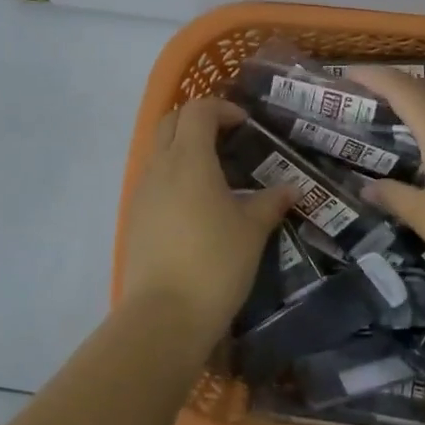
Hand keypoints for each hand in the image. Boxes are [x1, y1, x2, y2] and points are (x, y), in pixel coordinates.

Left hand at [121, 97, 292, 342]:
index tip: (245, 125)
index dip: (222, 108)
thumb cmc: (215, 263)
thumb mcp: (252, 231)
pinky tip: (195, 205)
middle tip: (227, 139)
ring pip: (158, 150)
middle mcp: (160, 166)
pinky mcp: (134, 217)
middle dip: (198, 120)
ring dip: (183, 148)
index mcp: (189, 159)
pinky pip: (153, 179)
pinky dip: (173, 175)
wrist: (163, 315)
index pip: (198, 110)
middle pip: (171, 121)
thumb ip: (270, 203)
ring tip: (215, 174)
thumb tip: (290, 189)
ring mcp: (141, 191)